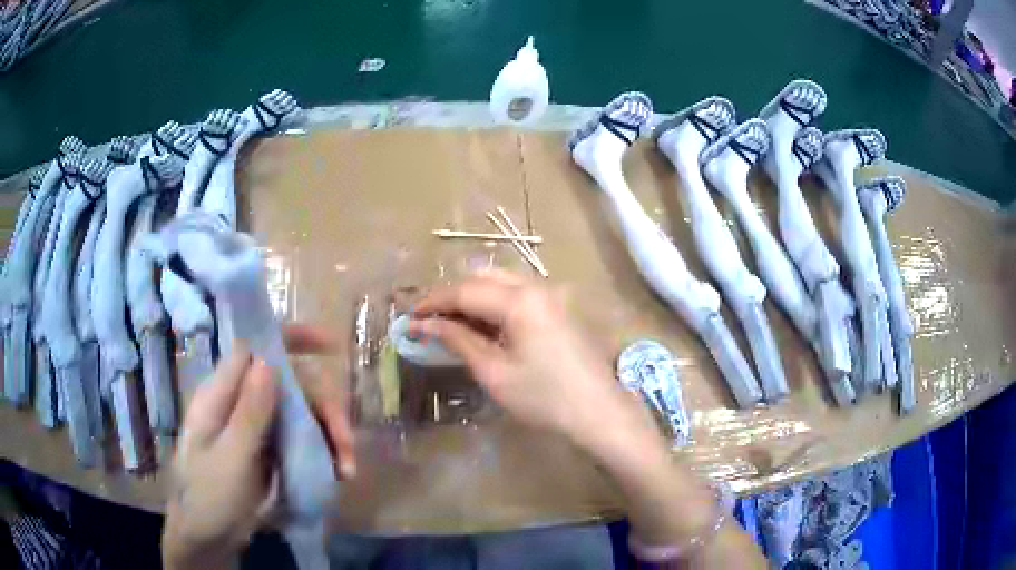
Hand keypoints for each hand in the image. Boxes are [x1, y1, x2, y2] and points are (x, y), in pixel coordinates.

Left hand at [163, 325, 355, 568]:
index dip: (292, 339)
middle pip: (290, 384)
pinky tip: (337, 473)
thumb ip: (248, 412)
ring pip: (301, 412)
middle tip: (346, 445)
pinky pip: (301, 438)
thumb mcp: (230, 459)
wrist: (206, 538)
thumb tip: (268, 360)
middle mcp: (240, 403)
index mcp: (221, 395)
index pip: (255, 349)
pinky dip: (323, 452)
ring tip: (347, 469)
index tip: (330, 345)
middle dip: (324, 408)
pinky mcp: (268, 451)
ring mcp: (255, 428)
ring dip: (329, 434)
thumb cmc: (208, 497)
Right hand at [411, 270, 650, 448]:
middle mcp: (537, 286)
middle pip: (483, 277)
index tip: (409, 317)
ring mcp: (552, 295)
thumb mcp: (494, 372)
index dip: (433, 302)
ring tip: (451, 323)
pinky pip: (518, 293)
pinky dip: (494, 303)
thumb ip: (458, 340)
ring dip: (473, 296)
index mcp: (520, 299)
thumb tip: (424, 325)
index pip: (464, 290)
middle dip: (452, 294)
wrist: (599, 412)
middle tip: (429, 319)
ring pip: (501, 282)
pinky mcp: (559, 308)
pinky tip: (483, 325)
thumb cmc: (544, 398)